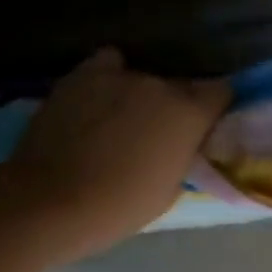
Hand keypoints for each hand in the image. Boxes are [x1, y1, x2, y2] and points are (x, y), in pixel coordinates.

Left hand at [6, 48, 230, 256]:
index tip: (203, 125)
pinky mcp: (82, 75)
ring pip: (142, 77)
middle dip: (173, 105)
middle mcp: (160, 84)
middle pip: (178, 85)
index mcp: (190, 113)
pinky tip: (97, 97)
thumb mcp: (170, 189)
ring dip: (139, 95)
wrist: (50, 201)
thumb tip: (180, 144)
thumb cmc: (119, 207)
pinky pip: (107, 65)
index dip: (213, 107)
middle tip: (157, 133)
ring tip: (120, 119)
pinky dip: (107, 77)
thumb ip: (182, 155)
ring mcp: (119, 75)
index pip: (221, 91)